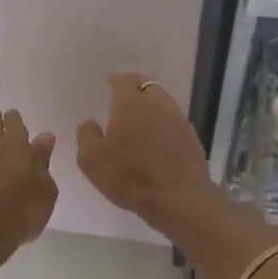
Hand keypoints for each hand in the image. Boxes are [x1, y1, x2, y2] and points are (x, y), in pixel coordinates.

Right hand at [76, 73, 215, 223]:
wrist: (178, 198)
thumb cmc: (129, 177)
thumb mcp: (92, 160)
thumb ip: (86, 136)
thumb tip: (89, 122)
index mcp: (130, 103)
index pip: (122, 80)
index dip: (115, 80)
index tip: (109, 82)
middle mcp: (157, 103)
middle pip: (146, 84)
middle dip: (134, 86)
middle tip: (124, 96)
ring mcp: (177, 118)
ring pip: (162, 100)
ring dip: (151, 103)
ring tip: (141, 115)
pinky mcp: (191, 135)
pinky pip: (173, 119)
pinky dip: (163, 121)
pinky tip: (157, 135)